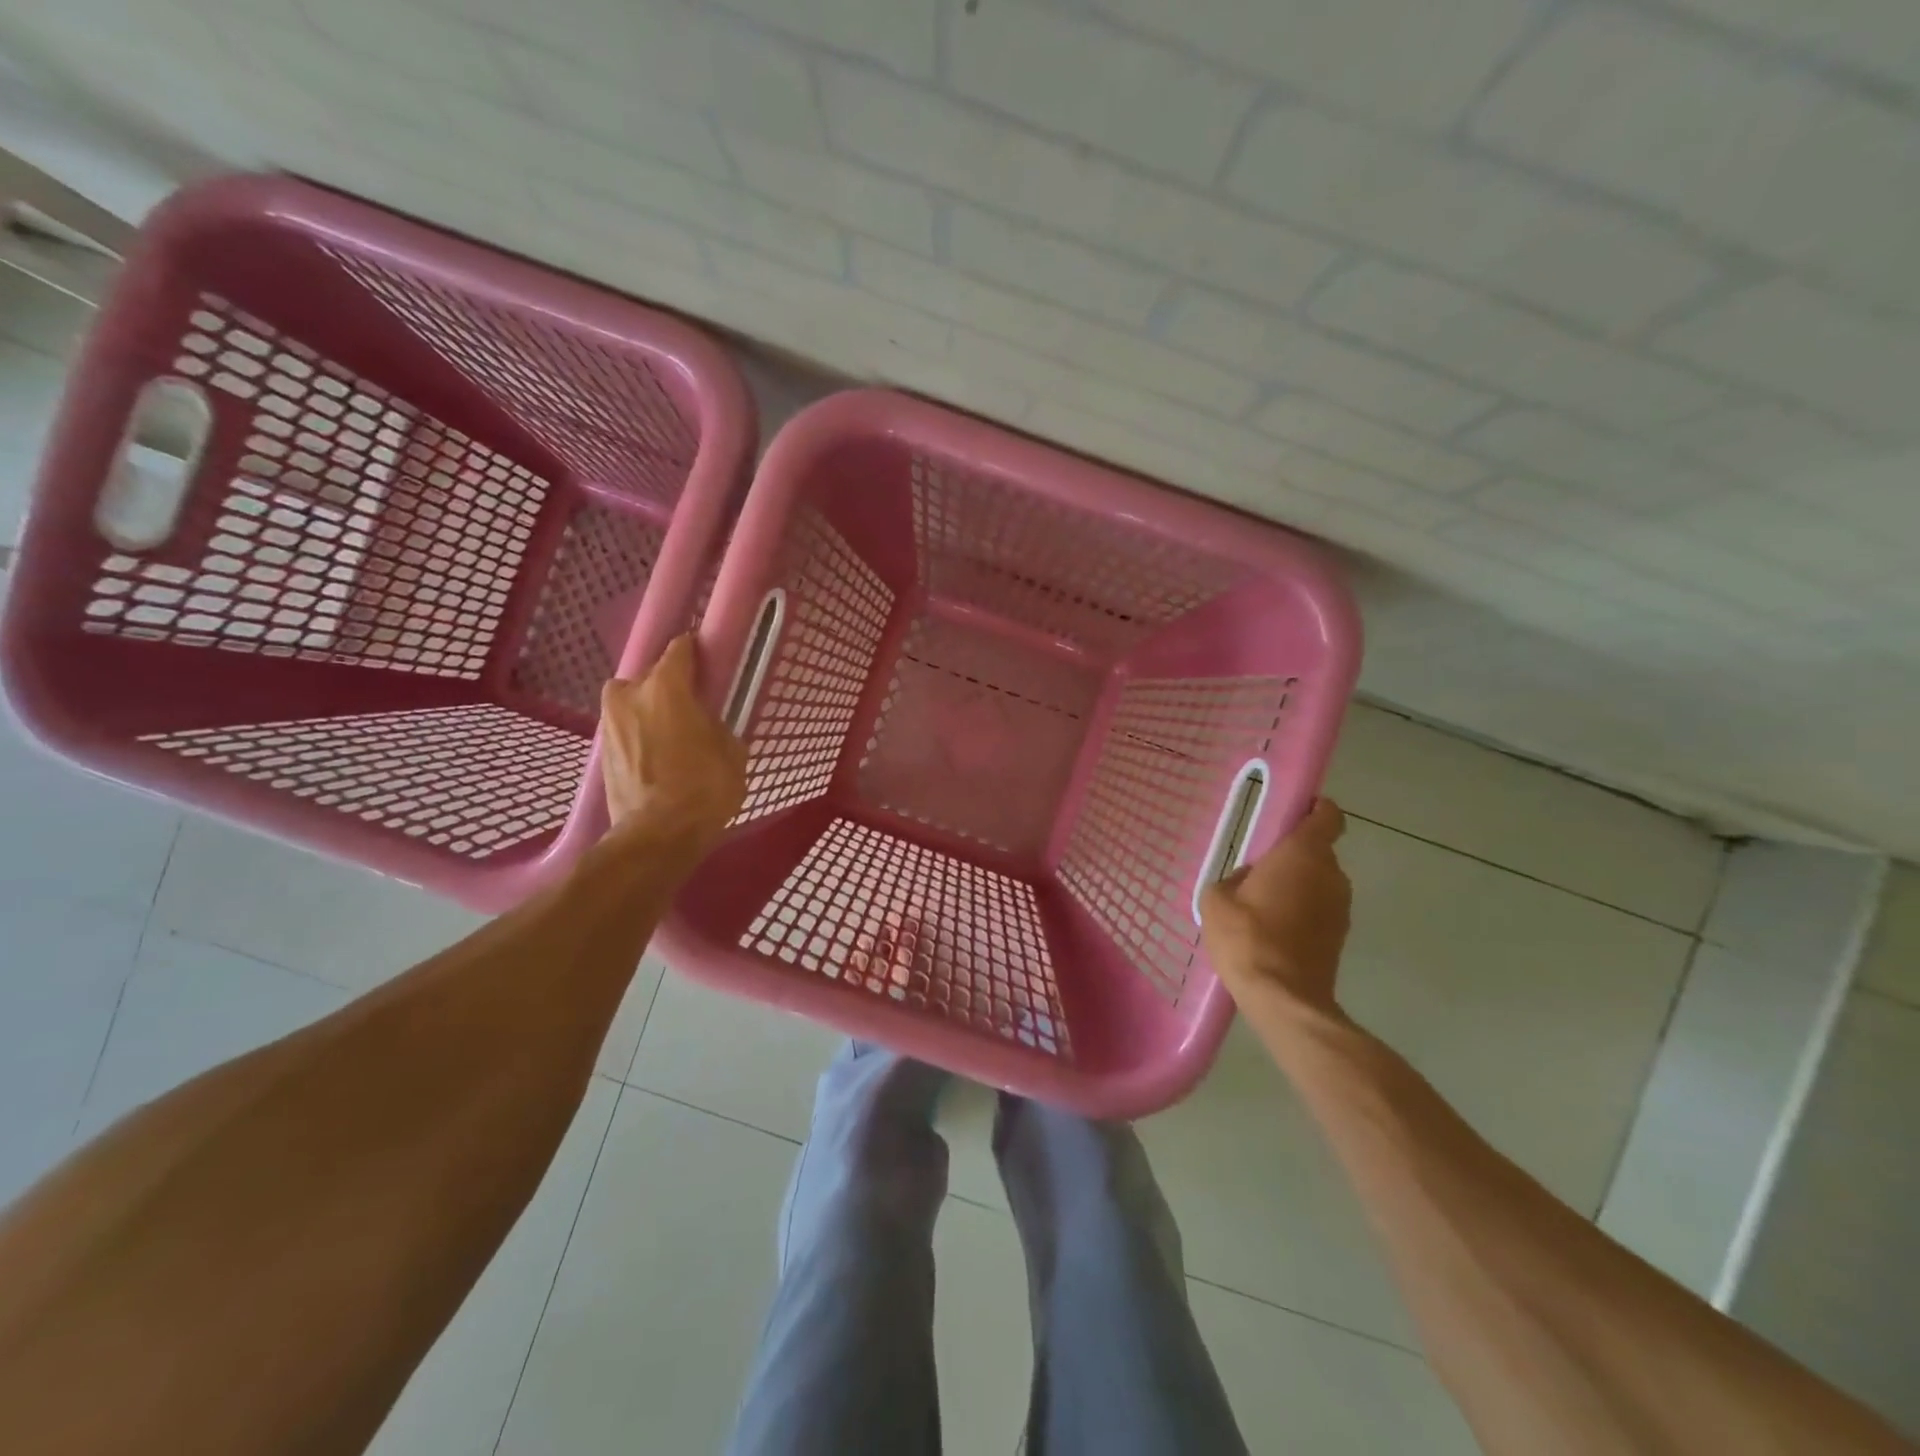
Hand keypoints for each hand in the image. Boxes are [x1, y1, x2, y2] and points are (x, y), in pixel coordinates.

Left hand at [599, 635, 746, 860]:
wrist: (658, 835)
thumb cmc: (704, 787)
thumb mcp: (732, 753)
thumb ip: (717, 728)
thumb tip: (707, 727)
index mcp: (666, 687)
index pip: (680, 649)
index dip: (695, 650)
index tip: (707, 656)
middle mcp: (630, 695)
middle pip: (650, 677)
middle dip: (668, 688)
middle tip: (690, 708)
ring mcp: (610, 724)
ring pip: (633, 704)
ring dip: (649, 713)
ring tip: (672, 737)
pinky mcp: (602, 753)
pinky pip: (626, 731)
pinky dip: (640, 738)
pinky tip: (658, 759)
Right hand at [1200, 797, 1351, 1019]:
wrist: (1283, 998)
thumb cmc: (1247, 937)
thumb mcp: (1217, 899)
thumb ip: (1233, 879)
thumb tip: (1248, 880)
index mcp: (1303, 854)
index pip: (1327, 816)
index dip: (1315, 809)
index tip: (1295, 812)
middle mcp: (1331, 874)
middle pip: (1318, 851)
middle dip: (1293, 856)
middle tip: (1260, 869)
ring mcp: (1341, 908)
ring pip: (1319, 882)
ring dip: (1298, 886)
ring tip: (1263, 905)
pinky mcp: (1340, 936)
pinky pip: (1319, 909)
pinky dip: (1302, 912)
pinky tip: (1273, 930)